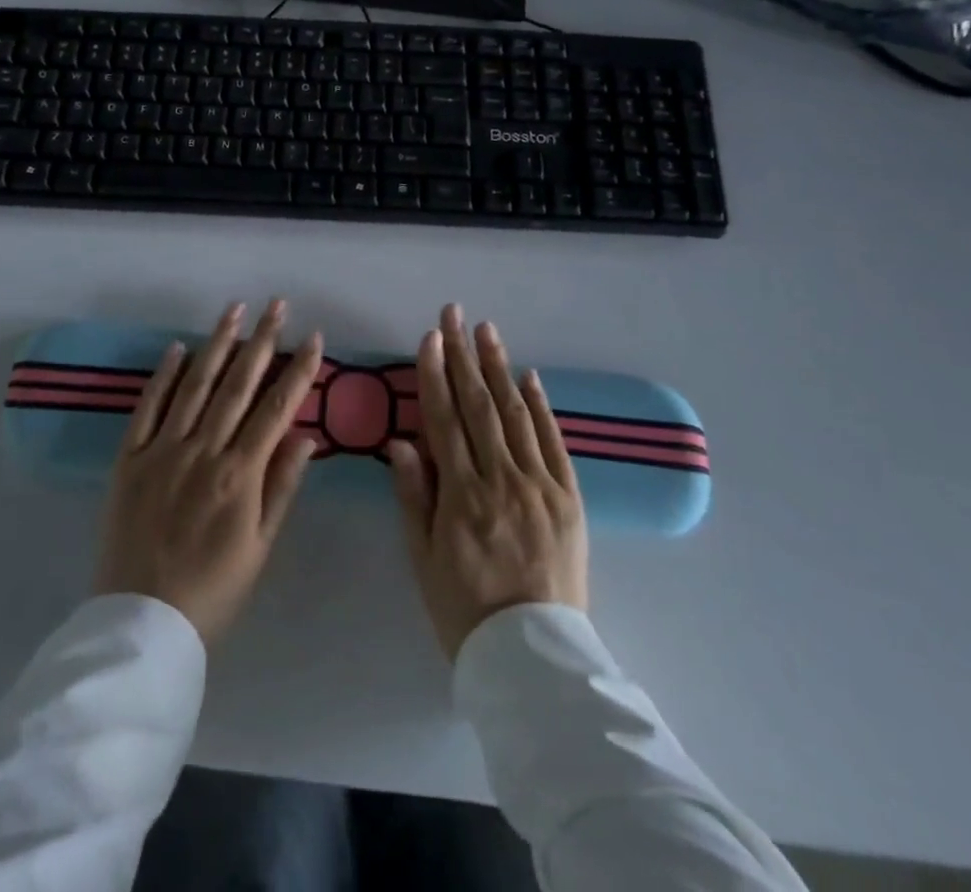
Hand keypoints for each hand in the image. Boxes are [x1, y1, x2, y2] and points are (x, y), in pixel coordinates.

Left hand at [94, 299, 323, 645]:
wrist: (141, 623)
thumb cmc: (213, 591)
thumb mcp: (259, 546)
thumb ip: (282, 486)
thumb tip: (308, 435)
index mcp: (239, 474)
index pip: (276, 408)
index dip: (298, 370)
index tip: (314, 337)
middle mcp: (203, 451)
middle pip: (238, 385)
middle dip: (261, 341)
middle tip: (276, 305)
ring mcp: (162, 450)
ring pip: (195, 386)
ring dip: (217, 344)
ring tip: (234, 309)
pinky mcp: (129, 458)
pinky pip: (147, 408)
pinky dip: (163, 376)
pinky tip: (178, 348)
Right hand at [387, 304, 588, 659]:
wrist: (534, 656)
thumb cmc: (465, 609)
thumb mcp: (424, 558)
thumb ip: (413, 495)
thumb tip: (400, 440)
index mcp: (460, 494)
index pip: (444, 419)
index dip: (435, 374)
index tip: (430, 337)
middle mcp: (501, 479)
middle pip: (478, 405)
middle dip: (464, 355)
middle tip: (455, 314)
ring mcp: (539, 486)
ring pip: (515, 414)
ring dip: (498, 368)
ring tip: (487, 330)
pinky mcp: (569, 498)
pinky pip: (553, 443)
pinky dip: (541, 406)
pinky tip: (528, 376)